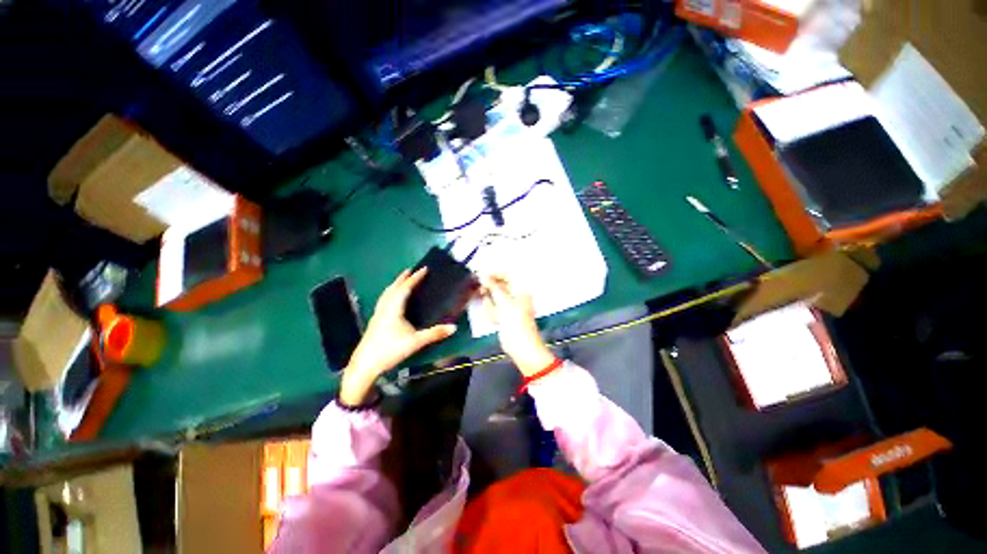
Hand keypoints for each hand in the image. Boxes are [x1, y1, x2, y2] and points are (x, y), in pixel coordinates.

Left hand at [339, 268, 456, 404]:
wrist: (365, 364)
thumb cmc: (390, 350)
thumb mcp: (415, 342)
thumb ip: (434, 334)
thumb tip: (454, 327)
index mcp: (394, 308)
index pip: (406, 288)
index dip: (416, 278)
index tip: (424, 269)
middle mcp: (385, 307)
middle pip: (394, 287)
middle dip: (403, 278)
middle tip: (411, 270)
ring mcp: (378, 313)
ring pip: (387, 293)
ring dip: (395, 284)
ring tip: (402, 281)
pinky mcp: (375, 320)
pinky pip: (384, 300)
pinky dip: (390, 293)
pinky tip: (391, 299)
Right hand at [481, 275, 555, 376]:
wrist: (520, 345)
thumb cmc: (516, 320)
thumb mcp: (503, 300)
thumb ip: (492, 285)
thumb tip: (482, 273)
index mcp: (521, 289)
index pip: (506, 275)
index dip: (493, 274)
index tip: (481, 275)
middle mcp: (516, 295)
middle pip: (499, 287)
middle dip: (491, 292)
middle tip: (482, 292)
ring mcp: (510, 306)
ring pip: (494, 299)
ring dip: (491, 305)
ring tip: (496, 314)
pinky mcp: (505, 316)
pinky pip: (494, 309)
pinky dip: (493, 313)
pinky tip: (497, 320)